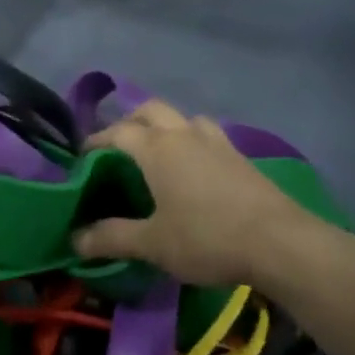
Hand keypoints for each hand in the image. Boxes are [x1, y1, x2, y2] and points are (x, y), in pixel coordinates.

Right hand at [74, 100, 316, 287]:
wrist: (279, 242)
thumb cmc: (207, 238)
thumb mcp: (153, 244)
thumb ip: (112, 238)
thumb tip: (74, 239)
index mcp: (157, 148)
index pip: (118, 132)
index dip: (97, 141)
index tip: (84, 157)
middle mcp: (184, 135)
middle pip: (151, 111)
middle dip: (130, 122)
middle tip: (119, 147)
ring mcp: (216, 142)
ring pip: (184, 119)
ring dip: (166, 126)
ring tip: (159, 152)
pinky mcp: (240, 156)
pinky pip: (207, 135)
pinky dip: (192, 141)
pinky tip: (196, 168)